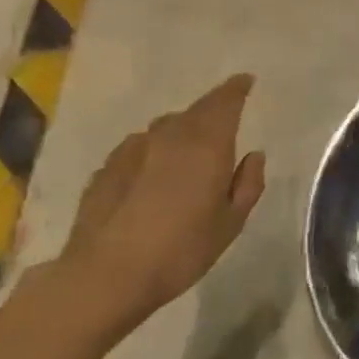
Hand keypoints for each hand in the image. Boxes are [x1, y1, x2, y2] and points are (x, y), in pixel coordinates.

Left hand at [56, 74, 266, 328]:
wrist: (105, 277)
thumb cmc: (181, 250)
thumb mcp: (231, 223)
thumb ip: (247, 184)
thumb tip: (253, 156)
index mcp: (207, 144)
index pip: (224, 102)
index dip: (236, 89)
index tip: (246, 81)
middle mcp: (169, 136)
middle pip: (194, 111)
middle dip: (212, 109)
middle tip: (224, 119)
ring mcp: (132, 150)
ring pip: (164, 128)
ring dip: (181, 131)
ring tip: (188, 151)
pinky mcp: (105, 169)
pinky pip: (139, 148)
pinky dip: (153, 151)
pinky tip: (152, 175)